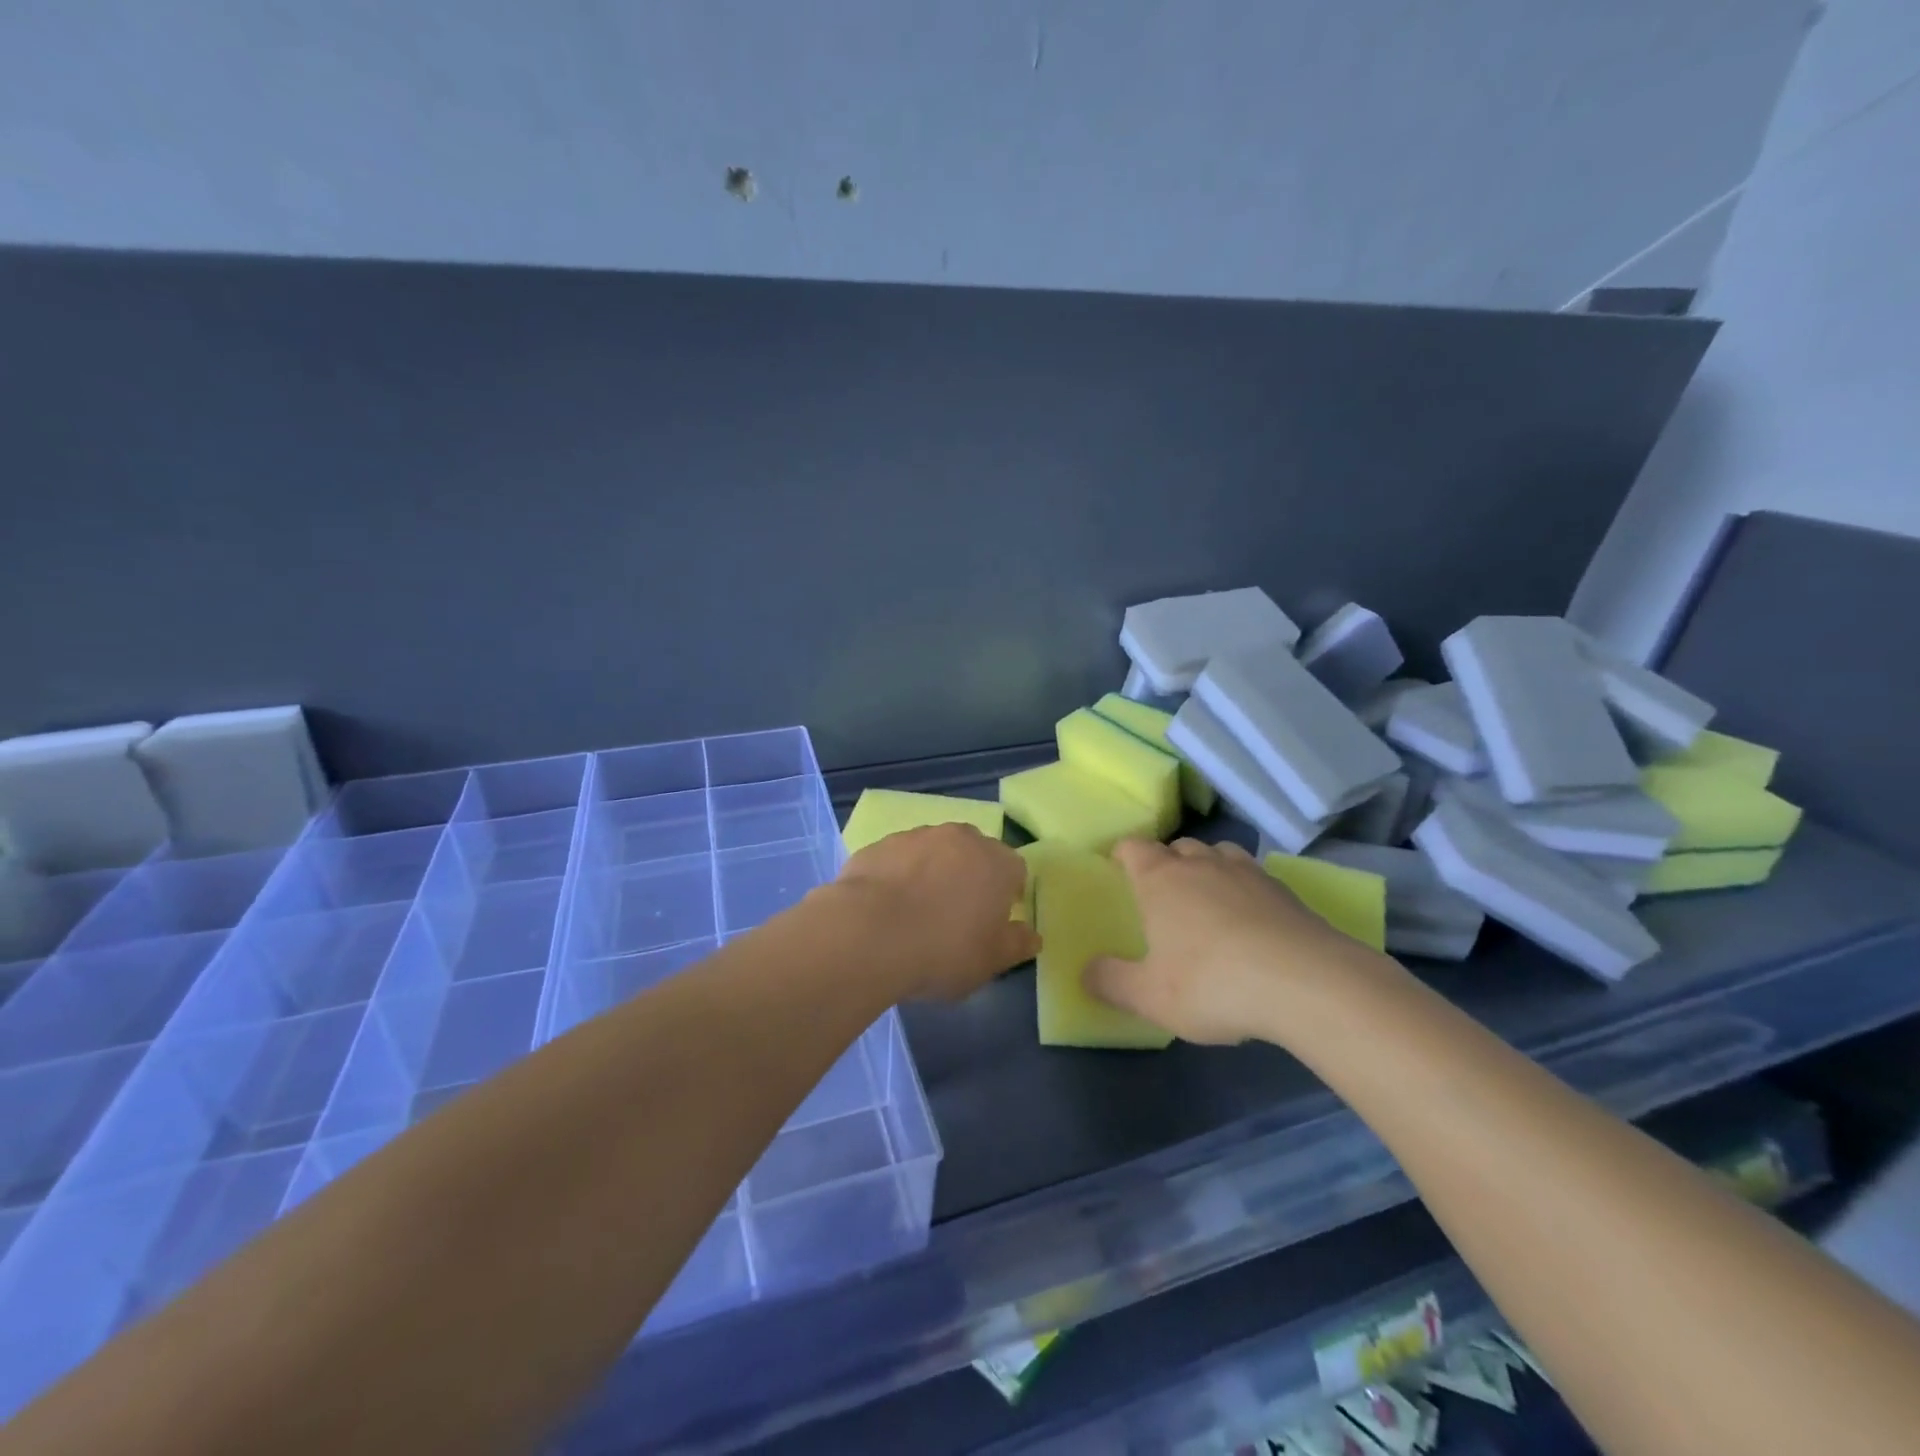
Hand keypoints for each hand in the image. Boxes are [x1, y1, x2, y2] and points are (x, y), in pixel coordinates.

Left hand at [834, 824, 1040, 1001]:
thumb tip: (1032, 935)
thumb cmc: (943, 951)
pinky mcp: (879, 845)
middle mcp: (960, 838)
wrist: (868, 934)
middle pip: (974, 852)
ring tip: (916, 911)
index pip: (1015, 870)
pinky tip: (885, 908)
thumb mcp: (990, 961)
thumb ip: (1016, 944)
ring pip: (934, 851)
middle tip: (957, 914)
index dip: (1008, 894)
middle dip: (971, 876)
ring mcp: (916, 836)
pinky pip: (898, 859)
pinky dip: (898, 876)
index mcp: (997, 863)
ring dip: (932, 872)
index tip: (995, 920)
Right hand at [1086, 838, 1388, 1043]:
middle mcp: (1201, 864)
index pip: (1132, 847)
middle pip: (1177, 847)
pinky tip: (1251, 922)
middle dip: (1166, 863)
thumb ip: (1110, 982)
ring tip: (1208, 902)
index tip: (1119, 872)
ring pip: (1218, 854)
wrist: (1307, 983)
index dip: (1122, 855)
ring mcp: (1247, 872)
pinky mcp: (1285, 891)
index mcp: (1160, 879)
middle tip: (1163, 897)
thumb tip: (1085, 971)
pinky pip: (1254, 877)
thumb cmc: (1212, 983)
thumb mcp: (1149, 996)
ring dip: (1207, 869)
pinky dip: (1244, 890)